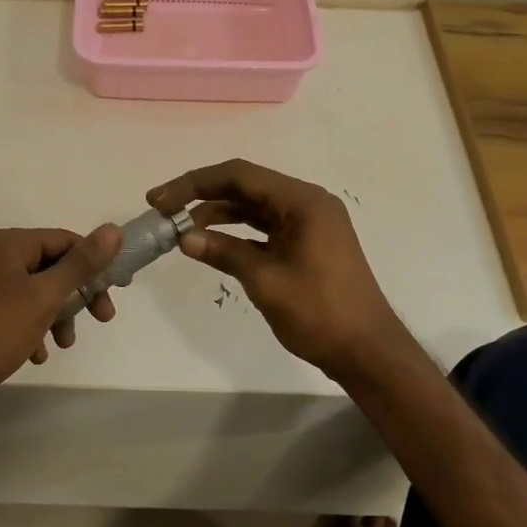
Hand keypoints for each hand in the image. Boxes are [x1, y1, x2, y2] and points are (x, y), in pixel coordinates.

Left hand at [0, 224, 122, 411]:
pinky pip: (21, 314)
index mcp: (9, 244)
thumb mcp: (45, 295)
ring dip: (58, 315)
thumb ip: (81, 264)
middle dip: (78, 294)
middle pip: (53, 267)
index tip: (118, 288)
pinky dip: (35, 330)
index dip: (93, 261)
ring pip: (39, 293)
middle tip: (103, 317)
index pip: (64, 240)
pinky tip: (38, 354)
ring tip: (65, 342)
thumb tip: (113, 230)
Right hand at [148, 159, 406, 377]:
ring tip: (179, 227)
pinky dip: (236, 232)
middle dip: (202, 195)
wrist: (367, 351)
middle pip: (245, 186)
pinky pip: (264, 227)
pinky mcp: (306, 243)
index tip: (160, 199)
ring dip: (217, 214)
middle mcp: (306, 203)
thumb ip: (224, 252)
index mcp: (302, 201)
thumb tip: (184, 238)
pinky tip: (209, 243)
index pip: (238, 176)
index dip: (194, 183)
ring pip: (253, 207)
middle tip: (162, 209)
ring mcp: (308, 224)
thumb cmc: (319, 312)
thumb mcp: (265, 280)